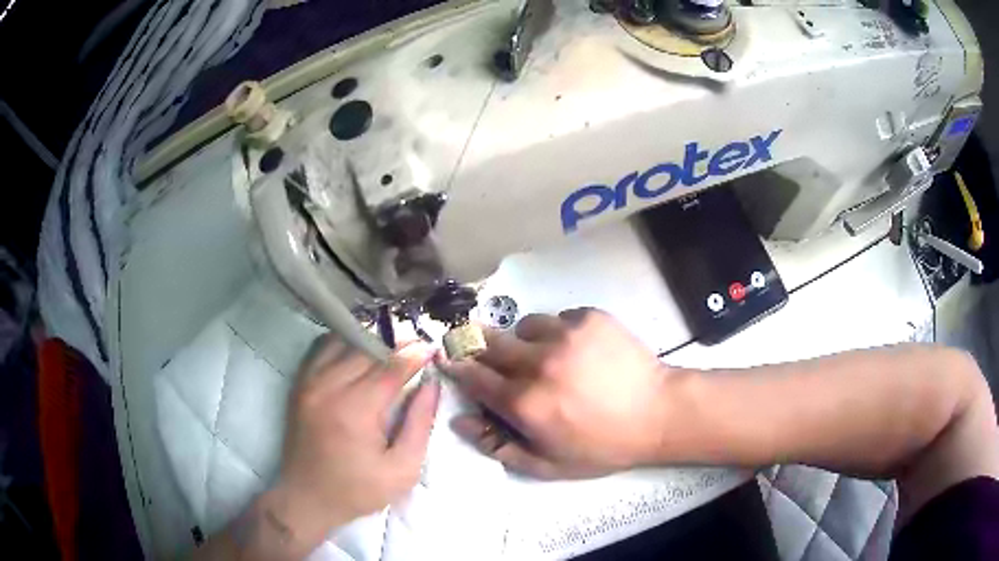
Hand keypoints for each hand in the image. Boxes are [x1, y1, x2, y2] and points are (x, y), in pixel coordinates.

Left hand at [275, 335, 439, 538]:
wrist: (306, 498)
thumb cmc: (357, 490)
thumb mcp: (403, 470)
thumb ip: (420, 424)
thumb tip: (431, 386)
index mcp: (356, 409)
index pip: (391, 367)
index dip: (415, 354)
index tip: (432, 348)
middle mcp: (329, 387)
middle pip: (367, 348)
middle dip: (395, 343)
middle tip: (415, 347)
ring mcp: (309, 382)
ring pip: (342, 341)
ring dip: (369, 340)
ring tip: (389, 349)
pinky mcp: (299, 385)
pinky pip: (320, 348)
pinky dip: (342, 343)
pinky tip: (356, 351)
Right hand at [439, 309, 673, 478]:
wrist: (657, 413)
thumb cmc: (601, 446)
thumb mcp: (547, 464)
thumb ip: (498, 446)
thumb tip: (459, 422)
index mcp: (524, 402)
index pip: (474, 376)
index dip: (458, 366)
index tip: (450, 358)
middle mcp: (538, 362)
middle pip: (490, 341)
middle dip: (478, 343)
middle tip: (483, 348)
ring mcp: (565, 334)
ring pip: (524, 326)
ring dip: (524, 340)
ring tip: (542, 354)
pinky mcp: (589, 317)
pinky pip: (558, 317)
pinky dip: (557, 331)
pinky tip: (575, 348)